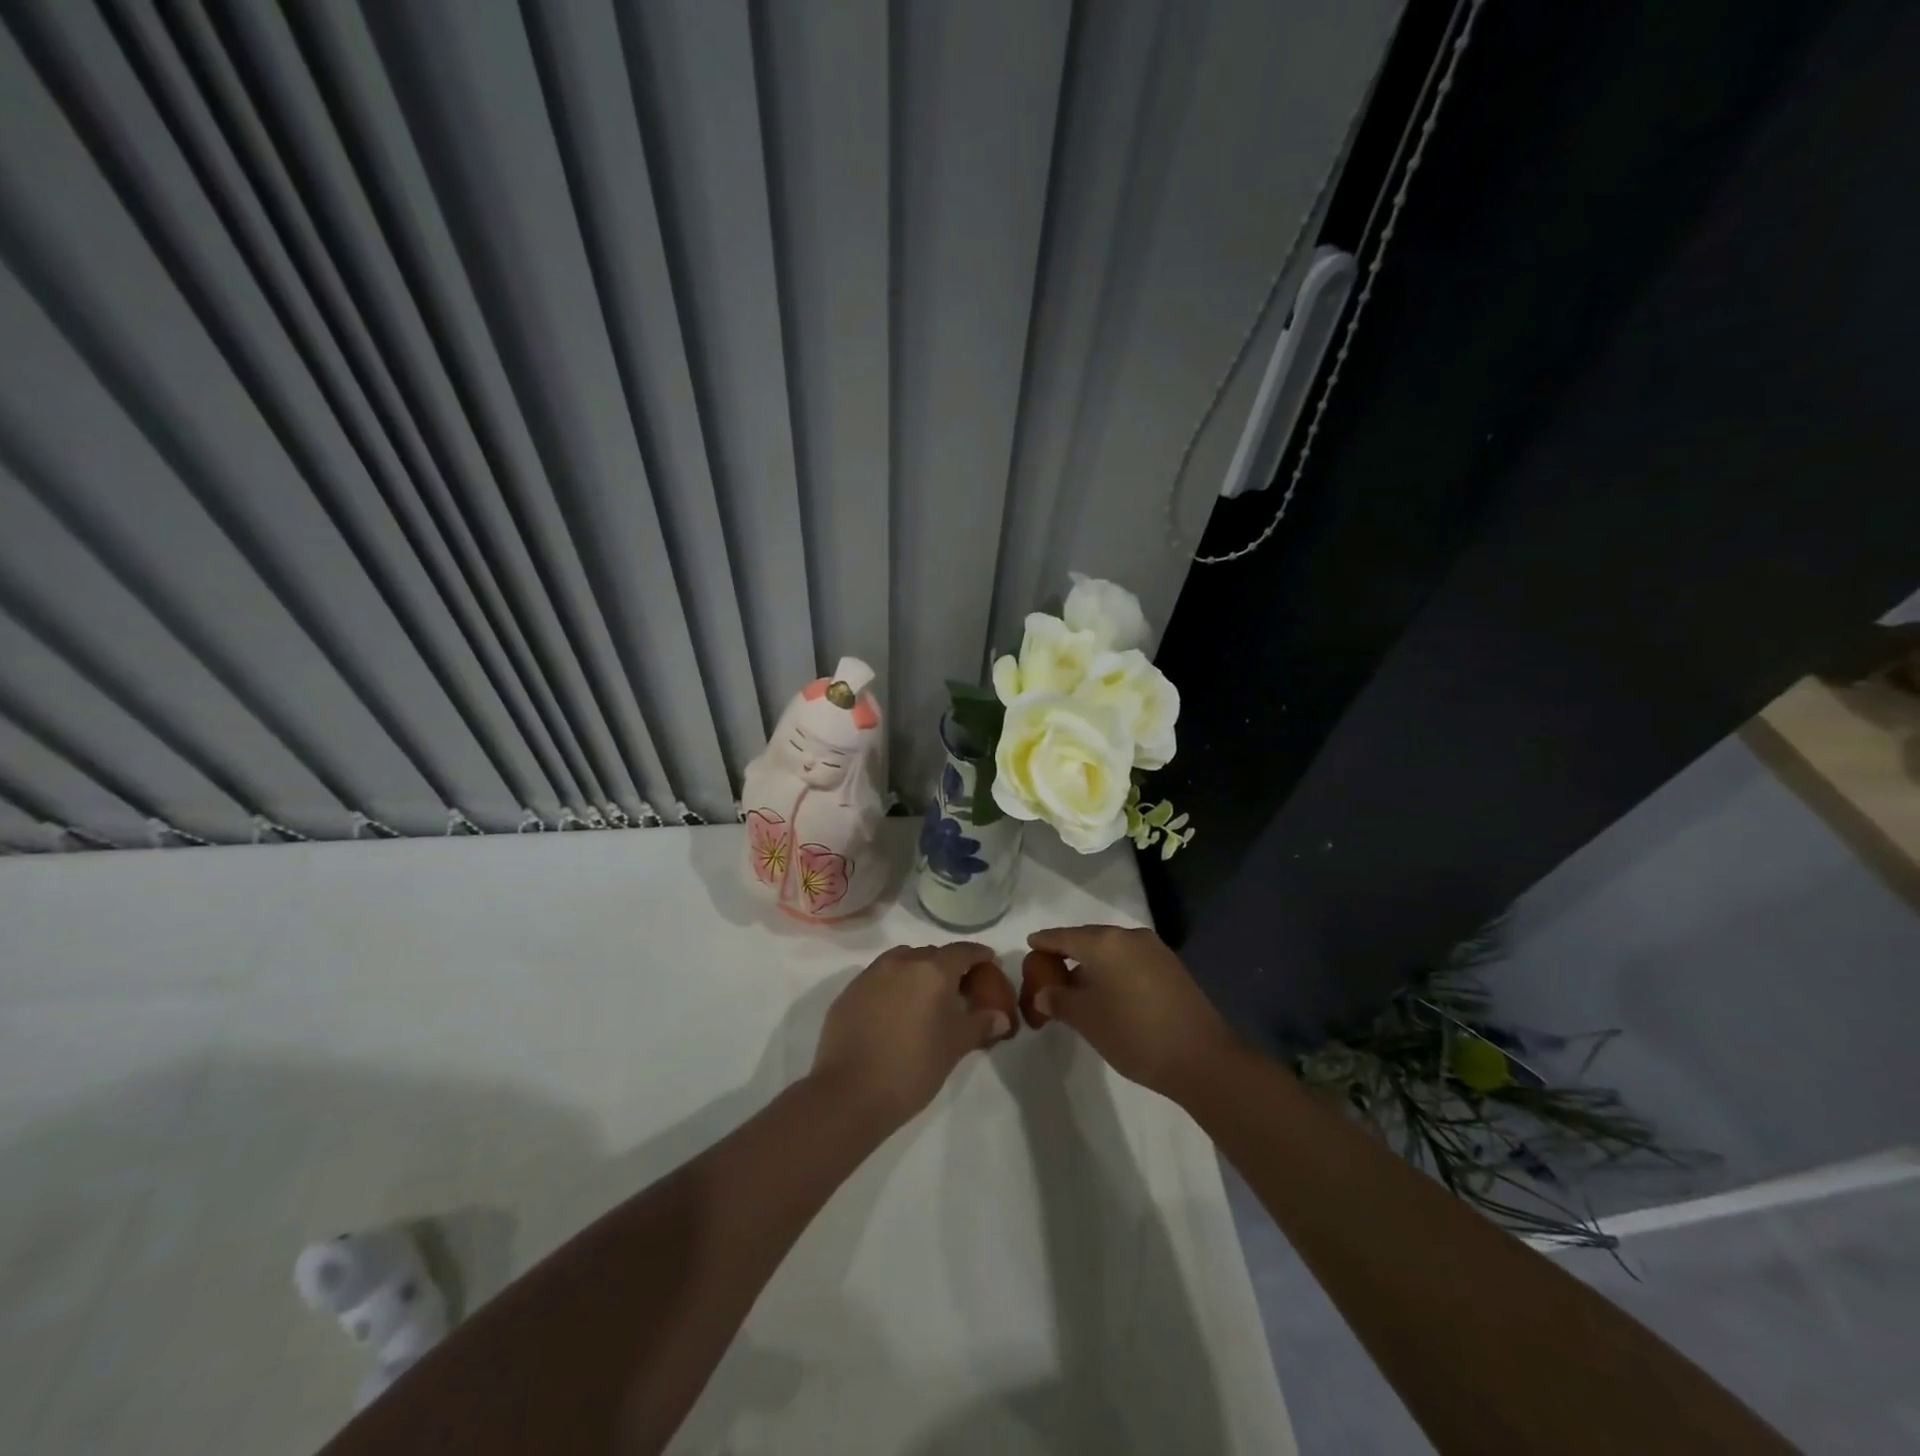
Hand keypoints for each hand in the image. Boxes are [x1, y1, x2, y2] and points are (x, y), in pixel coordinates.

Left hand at [810, 942, 1011, 1131]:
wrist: (850, 1093)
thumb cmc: (912, 1067)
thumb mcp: (954, 1047)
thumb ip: (980, 1025)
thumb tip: (1000, 1017)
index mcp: (931, 970)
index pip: (962, 951)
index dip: (978, 955)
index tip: (988, 961)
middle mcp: (900, 962)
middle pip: (931, 954)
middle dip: (947, 966)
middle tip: (958, 988)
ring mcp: (870, 975)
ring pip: (901, 961)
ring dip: (917, 972)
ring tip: (925, 998)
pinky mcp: (848, 993)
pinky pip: (878, 978)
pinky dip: (892, 986)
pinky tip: (894, 1012)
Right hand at [1023, 925, 1235, 1100]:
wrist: (1201, 1058)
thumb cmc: (1133, 1034)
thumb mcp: (1087, 1020)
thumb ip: (1060, 1001)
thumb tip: (1045, 993)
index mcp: (1104, 943)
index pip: (1064, 937)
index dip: (1045, 942)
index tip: (1030, 944)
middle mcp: (1129, 937)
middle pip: (1089, 939)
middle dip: (1069, 952)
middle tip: (1050, 969)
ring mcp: (1154, 950)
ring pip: (1112, 950)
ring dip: (1093, 963)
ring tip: (1078, 985)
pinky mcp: (1172, 966)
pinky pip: (1131, 959)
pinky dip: (1115, 969)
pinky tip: (1109, 991)